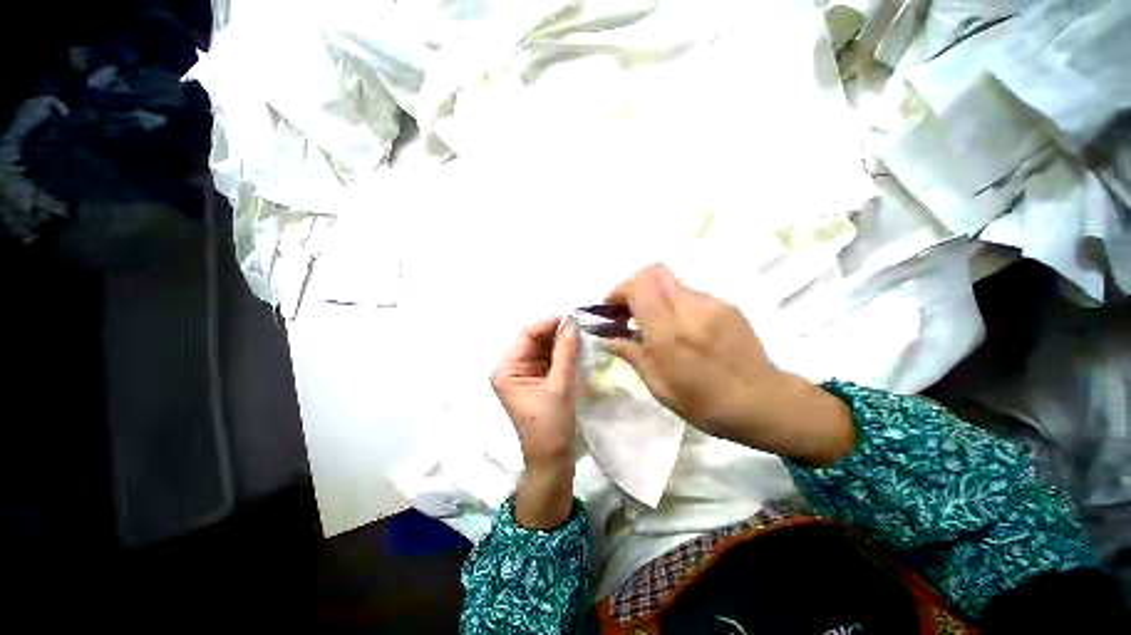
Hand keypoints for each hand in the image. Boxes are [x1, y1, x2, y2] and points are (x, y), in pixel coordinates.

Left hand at [491, 317, 579, 527]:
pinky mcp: (538, 379)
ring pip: (544, 347)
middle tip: (581, 323)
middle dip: (557, 331)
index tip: (573, 317)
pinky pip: (550, 358)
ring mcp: (525, 373)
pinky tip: (577, 346)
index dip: (549, 323)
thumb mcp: (560, 386)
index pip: (527, 335)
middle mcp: (512, 367)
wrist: (552, 459)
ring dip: (561, 340)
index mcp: (507, 369)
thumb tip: (572, 323)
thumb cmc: (551, 426)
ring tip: (582, 332)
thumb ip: (566, 353)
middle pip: (535, 339)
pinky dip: (563, 352)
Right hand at [601, 265, 854, 465]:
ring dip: (655, 297)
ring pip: (672, 283)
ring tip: (655, 324)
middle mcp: (690, 309)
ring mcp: (712, 303)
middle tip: (629, 311)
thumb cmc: (704, 403)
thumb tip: (605, 338)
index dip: (619, 291)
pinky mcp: (726, 305)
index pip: (639, 286)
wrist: (762, 402)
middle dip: (635, 286)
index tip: (611, 308)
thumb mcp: (659, 385)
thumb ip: (631, 354)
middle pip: (654, 273)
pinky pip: (690, 294)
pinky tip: (680, 328)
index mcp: (669, 332)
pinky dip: (675, 304)